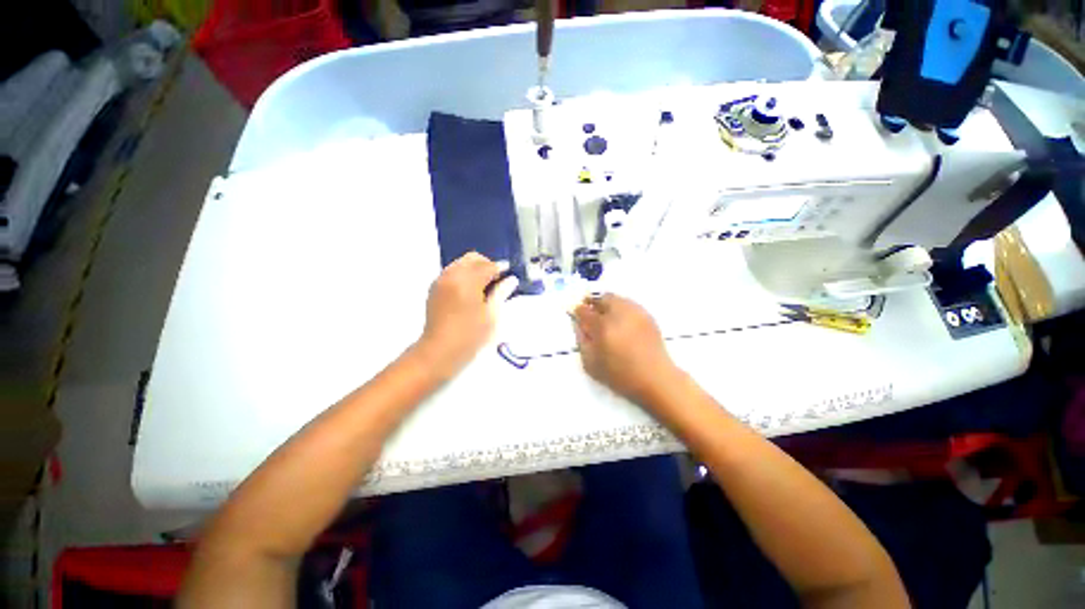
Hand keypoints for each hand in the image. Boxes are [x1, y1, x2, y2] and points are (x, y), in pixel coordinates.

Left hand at [416, 252, 516, 380]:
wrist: (439, 352)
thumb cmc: (470, 336)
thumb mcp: (491, 315)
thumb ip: (501, 293)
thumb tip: (511, 279)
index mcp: (467, 281)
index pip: (488, 266)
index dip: (501, 269)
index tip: (510, 275)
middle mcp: (452, 275)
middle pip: (472, 259)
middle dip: (487, 265)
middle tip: (498, 280)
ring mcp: (441, 281)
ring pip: (461, 264)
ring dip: (475, 269)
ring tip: (485, 287)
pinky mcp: (435, 289)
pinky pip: (452, 273)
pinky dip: (464, 275)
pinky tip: (471, 292)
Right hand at [571, 293, 681, 405]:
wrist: (655, 379)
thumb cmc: (620, 376)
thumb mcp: (591, 364)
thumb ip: (582, 341)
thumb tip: (579, 325)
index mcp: (602, 326)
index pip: (585, 311)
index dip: (578, 311)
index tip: (576, 314)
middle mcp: (619, 314)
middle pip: (602, 298)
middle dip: (593, 302)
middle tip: (589, 310)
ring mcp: (635, 313)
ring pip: (617, 298)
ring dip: (607, 303)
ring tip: (604, 314)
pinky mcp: (647, 316)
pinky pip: (629, 304)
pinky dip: (621, 307)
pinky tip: (620, 319)